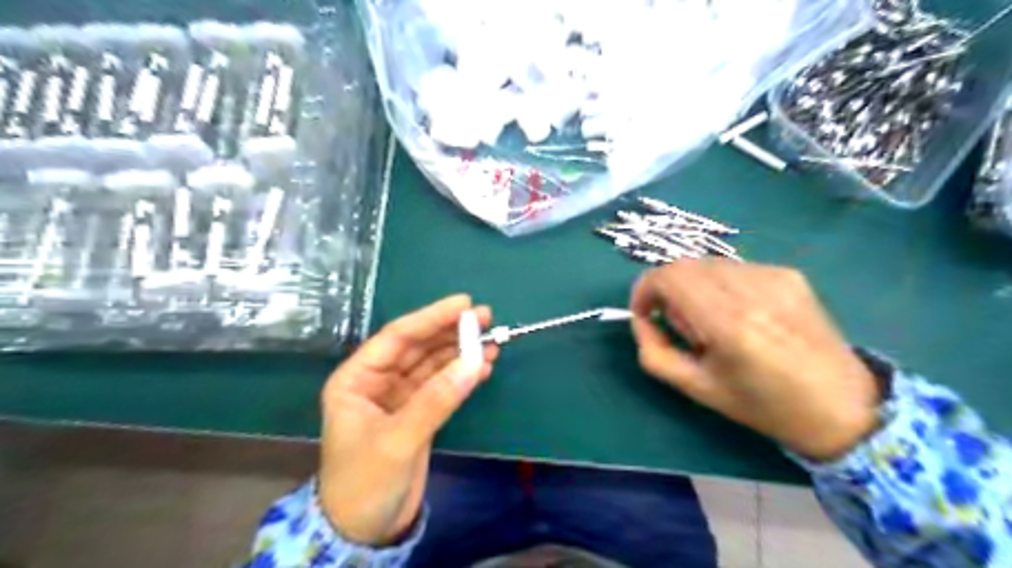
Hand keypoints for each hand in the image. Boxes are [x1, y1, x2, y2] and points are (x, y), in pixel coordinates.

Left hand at [318, 294, 496, 543]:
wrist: (364, 530)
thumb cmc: (365, 482)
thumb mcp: (398, 439)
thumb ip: (437, 399)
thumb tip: (475, 362)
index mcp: (357, 378)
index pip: (397, 337)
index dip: (431, 317)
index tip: (464, 304)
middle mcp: (378, 381)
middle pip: (419, 347)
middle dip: (451, 332)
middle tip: (485, 317)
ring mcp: (400, 397)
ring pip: (434, 365)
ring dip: (461, 353)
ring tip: (492, 341)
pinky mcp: (418, 413)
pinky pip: (442, 386)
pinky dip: (462, 376)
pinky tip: (483, 366)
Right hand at [630, 261, 882, 461]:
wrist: (842, 407)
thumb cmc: (763, 406)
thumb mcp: (696, 388)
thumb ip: (654, 352)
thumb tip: (641, 319)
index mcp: (728, 324)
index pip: (668, 276)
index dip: (644, 289)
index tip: (645, 313)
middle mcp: (752, 290)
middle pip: (685, 265)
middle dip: (667, 290)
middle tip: (680, 324)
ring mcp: (775, 276)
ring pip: (707, 265)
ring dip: (693, 287)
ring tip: (713, 322)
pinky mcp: (789, 274)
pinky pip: (734, 269)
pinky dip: (720, 286)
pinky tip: (740, 315)